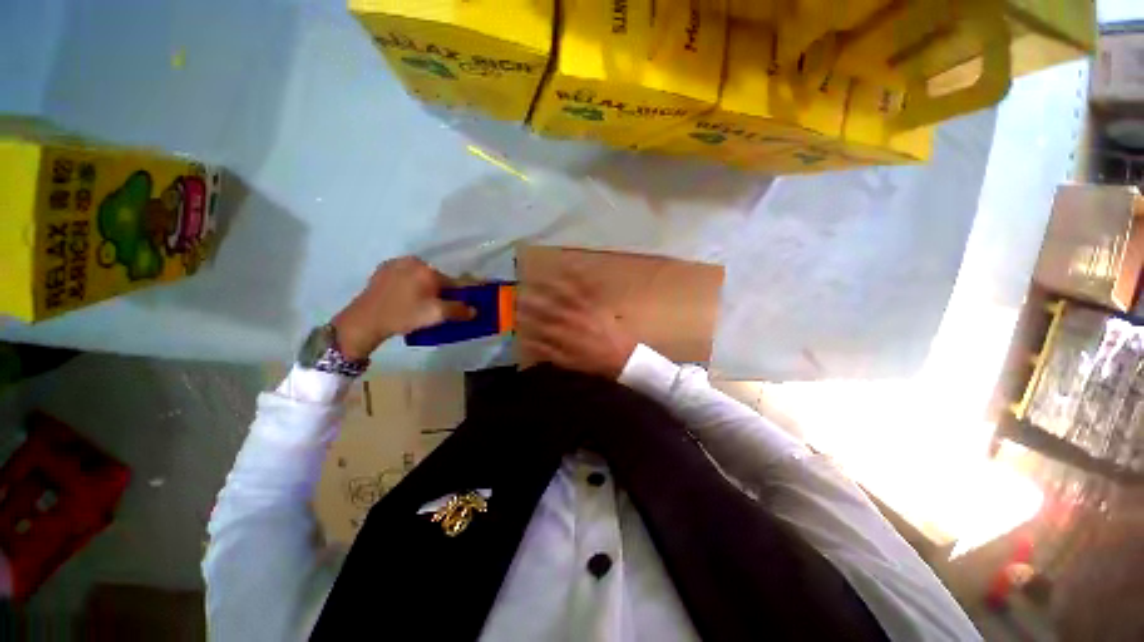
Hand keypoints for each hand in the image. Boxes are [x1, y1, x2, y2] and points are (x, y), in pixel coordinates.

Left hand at [332, 257, 473, 359]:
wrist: (365, 320)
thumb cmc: (404, 315)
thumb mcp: (436, 315)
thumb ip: (458, 310)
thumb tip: (474, 310)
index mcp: (428, 270)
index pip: (453, 283)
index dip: (459, 295)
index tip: (460, 305)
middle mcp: (414, 261)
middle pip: (437, 277)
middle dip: (440, 291)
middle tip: (435, 308)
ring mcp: (396, 263)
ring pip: (420, 275)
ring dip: (424, 286)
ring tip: (418, 304)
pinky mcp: (383, 269)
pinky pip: (405, 275)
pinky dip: (409, 283)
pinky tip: (404, 298)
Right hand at [516, 270, 636, 378]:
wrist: (622, 356)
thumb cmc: (594, 361)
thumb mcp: (567, 362)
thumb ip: (546, 351)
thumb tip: (526, 342)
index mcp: (562, 334)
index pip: (537, 324)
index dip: (523, 317)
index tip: (512, 311)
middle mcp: (570, 319)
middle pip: (547, 307)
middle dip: (531, 299)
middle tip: (518, 291)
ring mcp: (584, 309)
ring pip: (563, 294)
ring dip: (549, 284)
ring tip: (538, 275)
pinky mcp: (596, 303)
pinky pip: (586, 287)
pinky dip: (578, 276)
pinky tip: (570, 266)